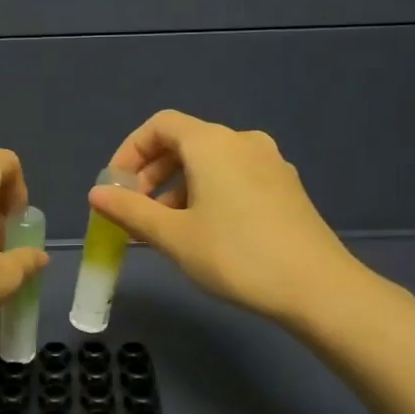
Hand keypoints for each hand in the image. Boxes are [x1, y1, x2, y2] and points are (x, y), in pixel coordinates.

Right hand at [88, 110, 371, 327]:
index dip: (130, 151)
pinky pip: (234, 177)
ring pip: (210, 163)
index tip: (116, 187)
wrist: (318, 288)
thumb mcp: (173, 236)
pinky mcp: (286, 188)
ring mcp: (270, 163)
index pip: (160, 125)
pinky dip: (207, 193)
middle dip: (152, 174)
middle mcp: (242, 141)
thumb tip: (96, 195)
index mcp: (212, 143)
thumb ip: (130, 211)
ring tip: (165, 229)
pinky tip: (204, 232)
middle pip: (185, 142)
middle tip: (136, 212)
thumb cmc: (235, 255)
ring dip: (178, 187)